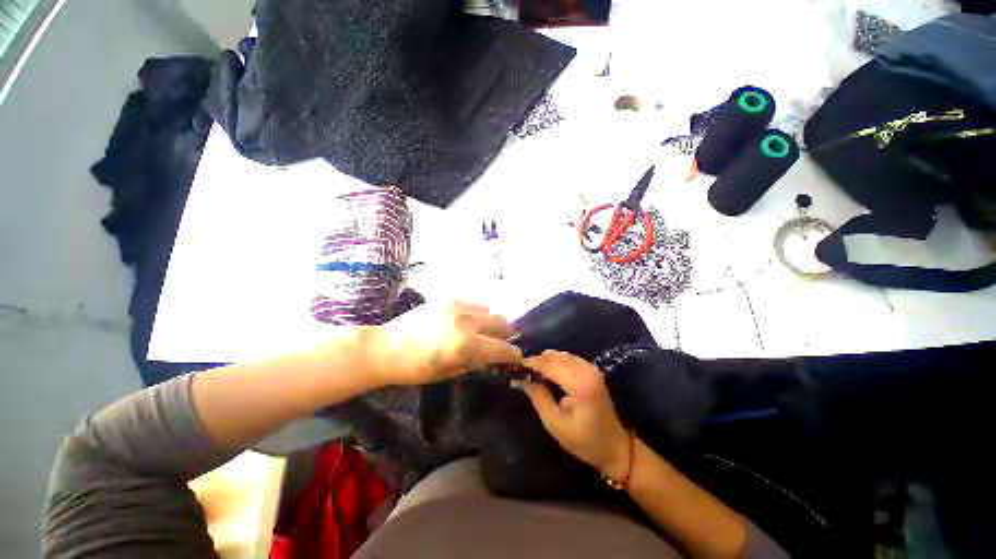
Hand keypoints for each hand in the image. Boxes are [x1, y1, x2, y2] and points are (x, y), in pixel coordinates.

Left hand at [371, 302, 521, 385]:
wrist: (386, 347)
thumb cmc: (414, 369)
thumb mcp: (447, 373)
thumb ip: (473, 363)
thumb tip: (491, 359)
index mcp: (465, 345)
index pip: (501, 348)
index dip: (513, 353)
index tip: (517, 356)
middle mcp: (466, 322)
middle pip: (501, 322)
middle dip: (506, 333)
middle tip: (501, 341)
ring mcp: (457, 307)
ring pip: (489, 309)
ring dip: (491, 321)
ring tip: (484, 330)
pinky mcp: (448, 299)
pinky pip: (473, 303)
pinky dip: (477, 312)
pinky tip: (468, 320)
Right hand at [513, 350, 630, 480]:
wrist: (615, 447)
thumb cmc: (584, 441)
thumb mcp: (555, 423)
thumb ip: (537, 396)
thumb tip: (519, 379)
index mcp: (579, 382)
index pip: (548, 364)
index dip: (529, 364)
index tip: (513, 369)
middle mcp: (586, 369)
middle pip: (553, 355)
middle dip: (535, 362)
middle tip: (521, 375)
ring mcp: (590, 367)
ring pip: (559, 355)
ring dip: (544, 362)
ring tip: (532, 376)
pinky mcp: (590, 369)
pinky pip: (566, 359)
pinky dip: (554, 363)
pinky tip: (547, 376)